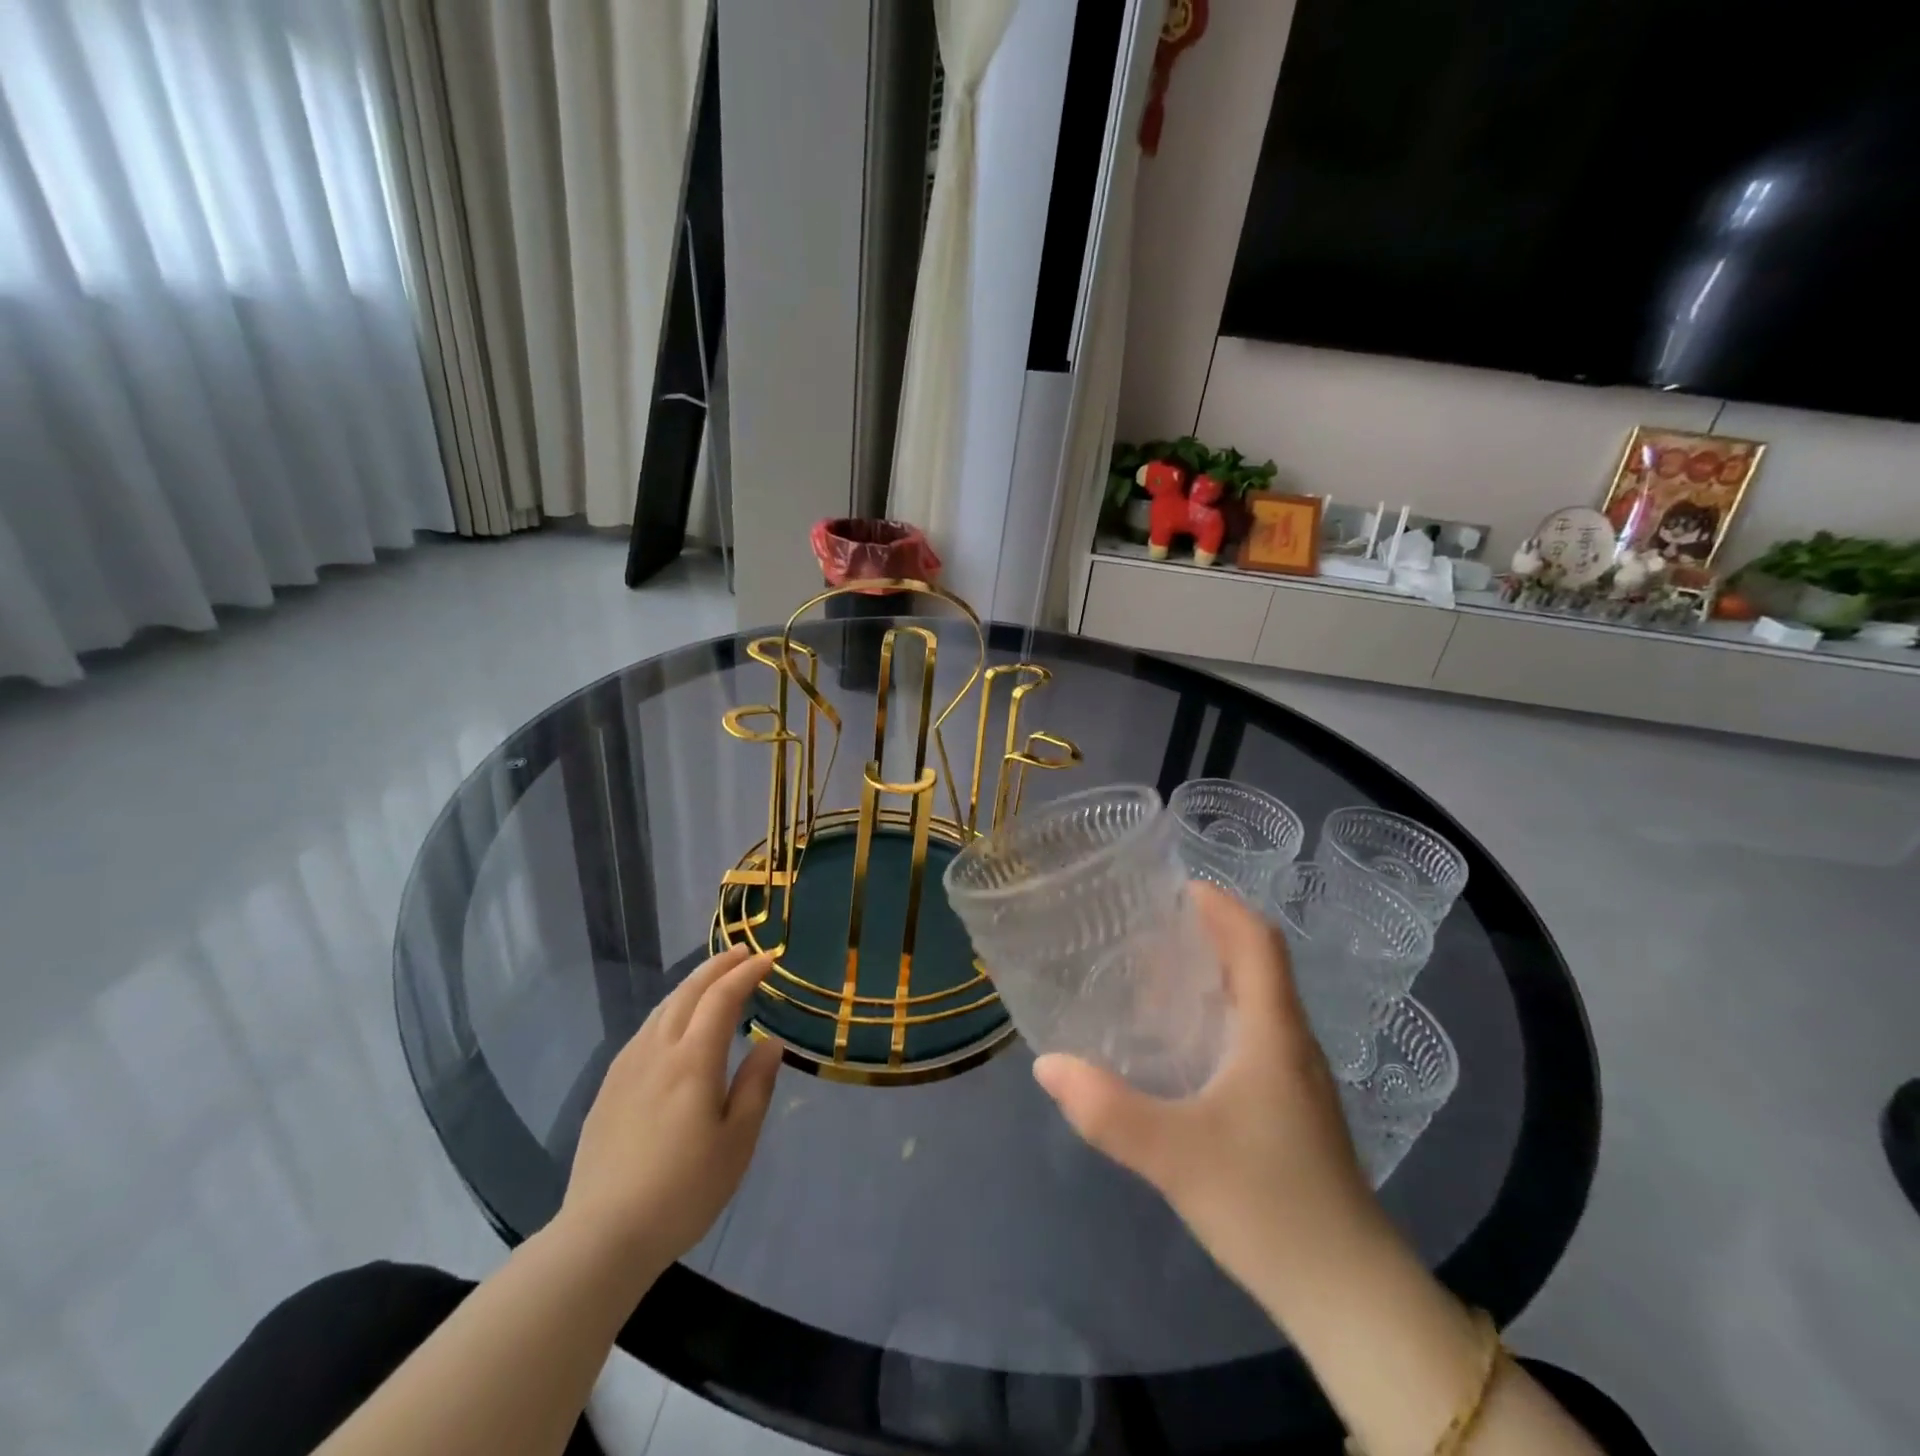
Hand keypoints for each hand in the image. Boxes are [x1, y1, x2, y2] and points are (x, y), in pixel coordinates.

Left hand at [557, 947, 782, 1283]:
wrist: (602, 1235)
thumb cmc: (683, 1190)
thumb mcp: (737, 1142)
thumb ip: (755, 1086)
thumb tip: (770, 1043)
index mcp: (692, 1060)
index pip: (722, 998)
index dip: (747, 974)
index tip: (769, 959)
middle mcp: (657, 1051)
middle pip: (688, 992)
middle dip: (718, 967)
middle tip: (743, 953)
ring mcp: (627, 1067)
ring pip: (662, 1008)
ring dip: (691, 985)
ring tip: (713, 978)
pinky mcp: (609, 1087)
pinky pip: (644, 1030)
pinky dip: (669, 1009)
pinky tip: (673, 1022)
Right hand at [1032, 883, 1380, 1310]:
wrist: (1349, 1295)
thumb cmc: (1269, 1204)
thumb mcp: (1175, 1156)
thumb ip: (1107, 1110)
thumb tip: (1047, 1065)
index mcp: (1274, 1032)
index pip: (1258, 941)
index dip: (1222, 905)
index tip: (1174, 887)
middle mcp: (1291, 1042)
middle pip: (1256, 964)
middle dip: (1206, 934)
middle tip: (1146, 928)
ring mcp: (1297, 1078)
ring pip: (1254, 1002)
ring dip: (1211, 976)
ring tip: (1151, 976)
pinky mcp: (1292, 1109)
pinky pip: (1253, 1036)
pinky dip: (1216, 1017)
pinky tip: (1179, 1047)